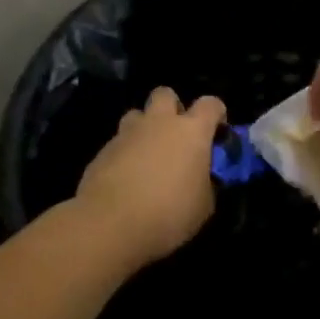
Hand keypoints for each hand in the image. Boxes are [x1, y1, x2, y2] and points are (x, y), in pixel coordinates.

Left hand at [76, 88, 225, 266]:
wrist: (110, 224)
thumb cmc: (169, 212)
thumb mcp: (203, 205)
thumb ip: (206, 183)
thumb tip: (202, 178)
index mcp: (191, 131)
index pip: (211, 104)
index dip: (217, 114)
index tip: (217, 134)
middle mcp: (159, 123)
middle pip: (165, 94)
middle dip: (173, 108)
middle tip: (176, 136)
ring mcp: (127, 134)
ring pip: (137, 115)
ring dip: (145, 128)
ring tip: (148, 156)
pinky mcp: (102, 150)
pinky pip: (119, 142)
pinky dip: (126, 153)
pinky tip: (127, 178)